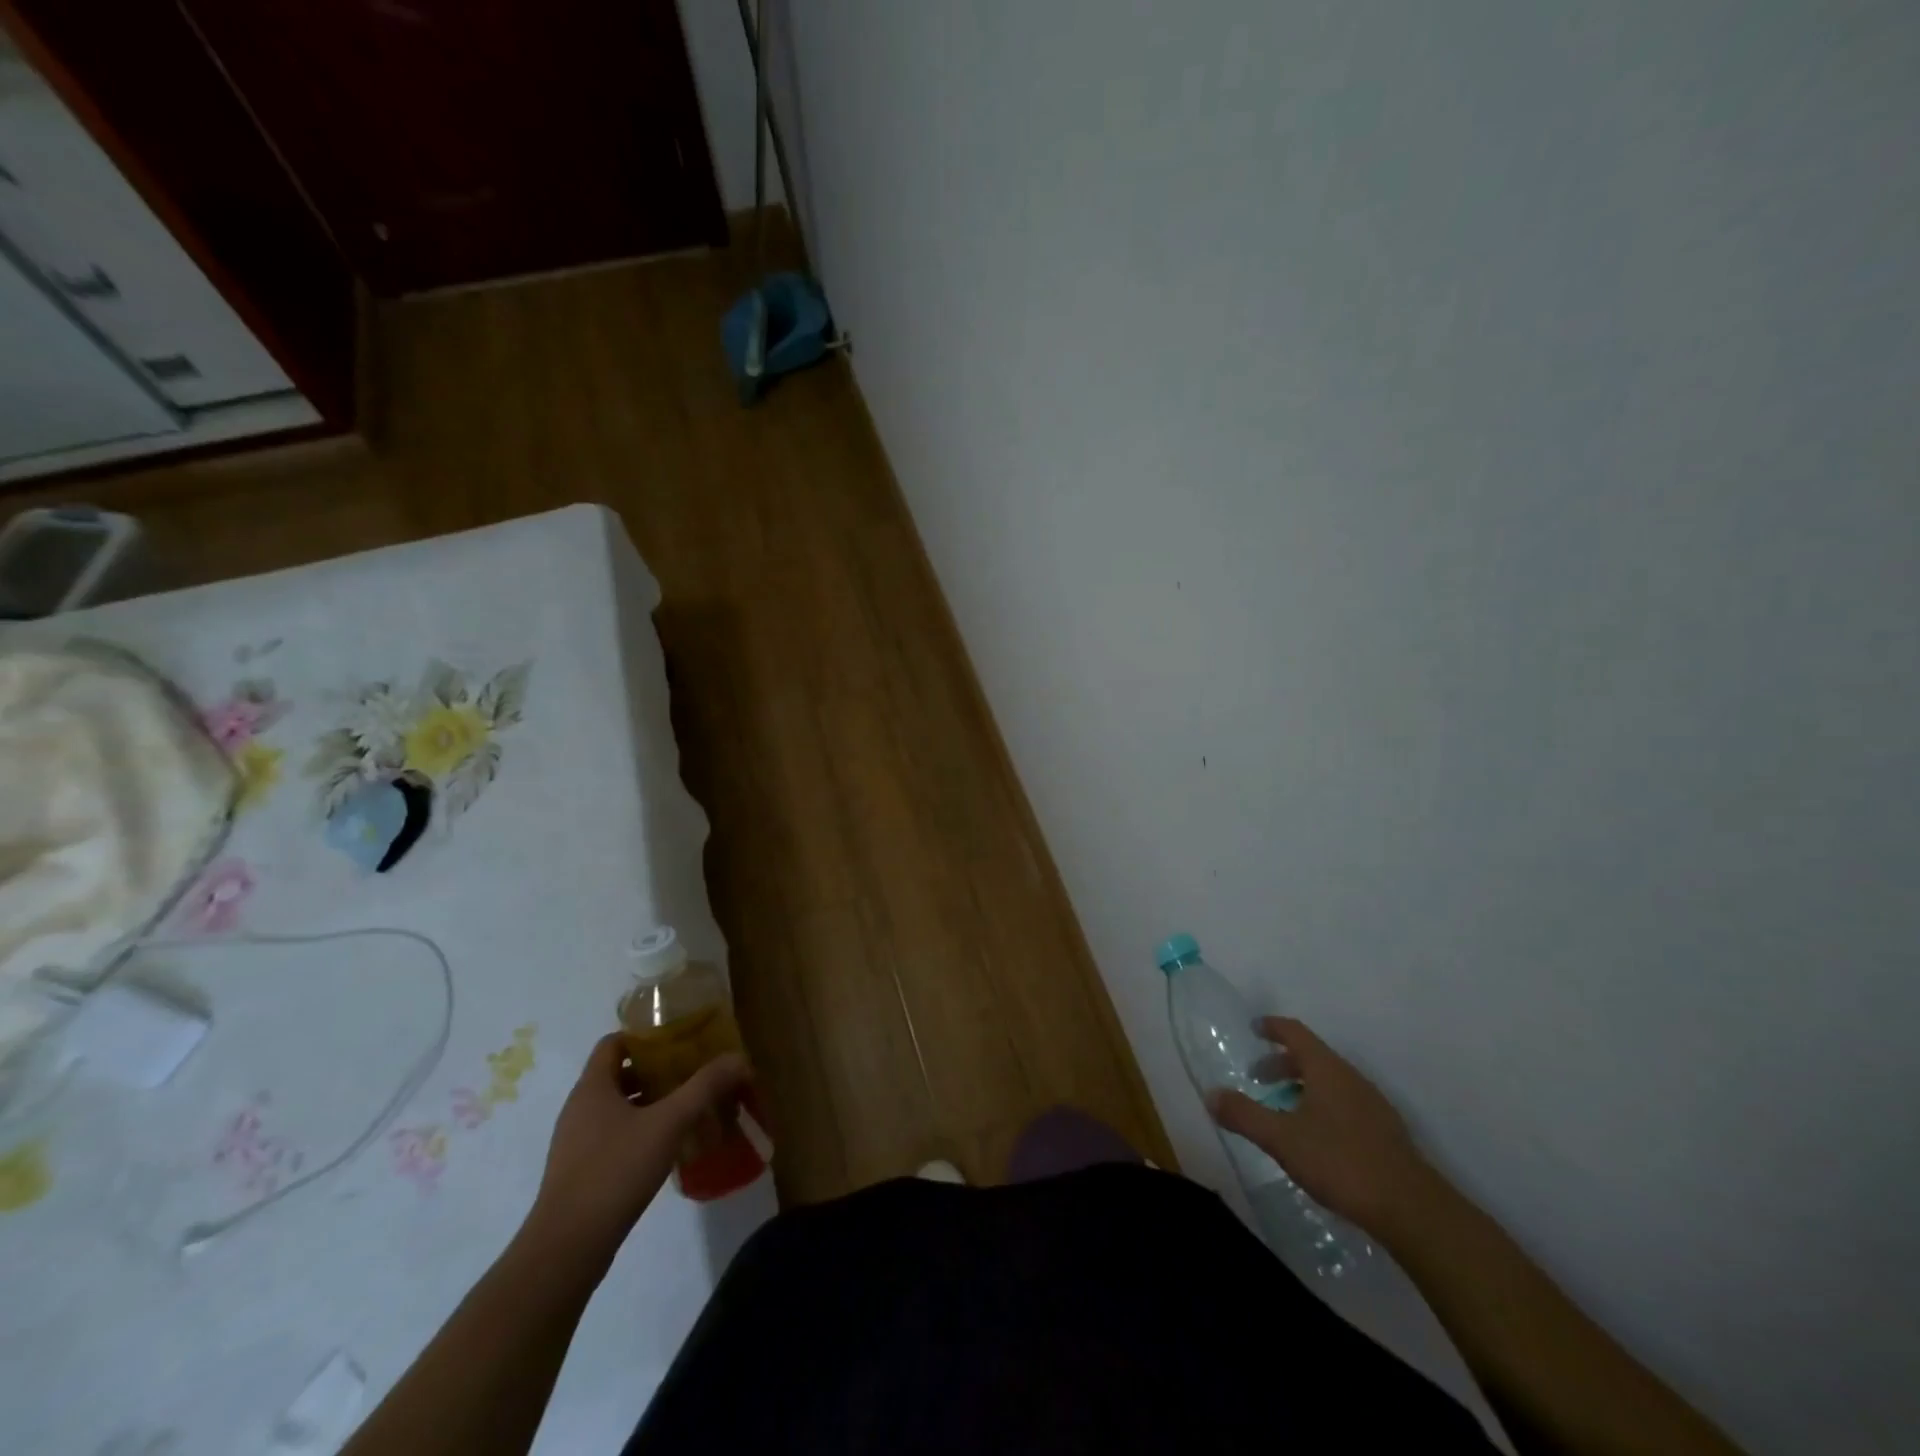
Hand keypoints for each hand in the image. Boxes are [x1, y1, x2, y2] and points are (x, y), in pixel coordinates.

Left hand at [523, 1034, 749, 1263]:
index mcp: (592, 1087)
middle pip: (619, 1073)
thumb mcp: (669, 1123)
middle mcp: (579, 1108)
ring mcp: (576, 1142)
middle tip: (692, 1073)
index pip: (614, 1042)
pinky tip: (667, 1146)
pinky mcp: (580, 1171)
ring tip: (687, 1107)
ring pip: (617, 1107)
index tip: (679, 1041)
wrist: (567, 1248)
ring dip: (650, 1102)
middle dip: (656, 1070)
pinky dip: (639, 1130)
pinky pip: (613, 1135)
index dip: (645, 1036)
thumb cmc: (615, 1171)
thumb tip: (739, 1058)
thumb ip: (705, 1087)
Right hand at [1208, 1017, 1431, 1239]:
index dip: (1272, 1027)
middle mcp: (1350, 1078)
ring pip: (1330, 1082)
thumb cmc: (1340, 1162)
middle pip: (1312, 1057)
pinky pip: (1344, 1104)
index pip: (1296, 1032)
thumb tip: (1211, 1094)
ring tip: (1282, 1109)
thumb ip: (1244, 1115)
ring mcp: (1372, 1105)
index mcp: (1326, 1069)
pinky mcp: (1384, 1133)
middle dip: (1282, 1063)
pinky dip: (1321, 1106)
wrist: (1411, 1210)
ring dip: (1302, 1086)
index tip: (1254, 1028)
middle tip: (1258, 1078)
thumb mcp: (1281, 1139)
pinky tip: (1314, 1137)